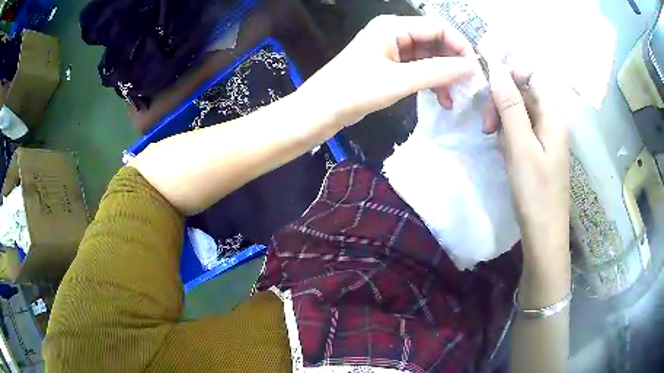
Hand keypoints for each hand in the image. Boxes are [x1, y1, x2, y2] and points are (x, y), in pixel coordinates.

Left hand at [298, 15, 477, 126]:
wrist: (322, 110)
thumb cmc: (355, 90)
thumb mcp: (400, 80)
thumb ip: (438, 71)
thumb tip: (472, 68)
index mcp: (394, 26)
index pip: (438, 27)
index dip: (460, 46)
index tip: (475, 70)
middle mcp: (394, 33)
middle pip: (435, 42)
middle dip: (452, 63)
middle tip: (467, 87)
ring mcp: (392, 50)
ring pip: (428, 58)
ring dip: (443, 76)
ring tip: (453, 99)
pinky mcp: (389, 66)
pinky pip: (418, 69)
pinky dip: (430, 82)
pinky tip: (440, 99)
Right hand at [489, 66, 569, 255]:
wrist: (544, 234)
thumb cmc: (536, 192)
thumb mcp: (521, 146)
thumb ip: (510, 106)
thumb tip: (496, 70)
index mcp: (553, 114)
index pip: (533, 74)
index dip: (511, 73)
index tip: (489, 89)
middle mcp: (552, 120)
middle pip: (525, 91)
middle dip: (502, 99)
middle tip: (486, 123)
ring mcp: (546, 135)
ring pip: (521, 109)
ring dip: (502, 116)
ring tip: (490, 136)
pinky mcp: (540, 149)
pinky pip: (522, 127)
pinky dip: (508, 131)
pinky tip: (501, 146)